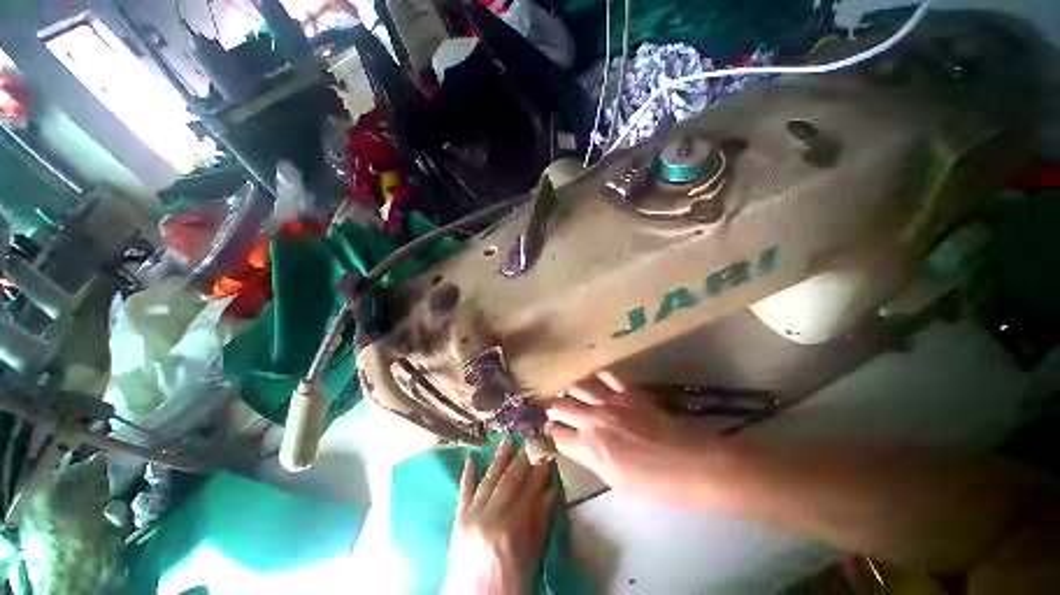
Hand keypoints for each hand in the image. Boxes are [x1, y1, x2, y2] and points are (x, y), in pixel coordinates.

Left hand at [442, 437, 555, 594]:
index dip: (539, 471)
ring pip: (489, 480)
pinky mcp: (458, 520)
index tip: (546, 454)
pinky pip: (463, 493)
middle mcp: (490, 517)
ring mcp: (471, 516)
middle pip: (509, 481)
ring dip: (498, 458)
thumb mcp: (531, 560)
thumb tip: (551, 491)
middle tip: (530, 440)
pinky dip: (467, 475)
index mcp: (511, 529)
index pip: (529, 491)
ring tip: (507, 439)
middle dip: (522, 459)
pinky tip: (471, 458)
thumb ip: (540, 523)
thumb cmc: (508, 587)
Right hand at [545, 371, 712, 505]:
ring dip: (571, 391)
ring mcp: (610, 401)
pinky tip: (596, 380)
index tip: (552, 430)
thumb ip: (590, 458)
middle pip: (562, 406)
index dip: (552, 432)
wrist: (687, 463)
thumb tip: (577, 445)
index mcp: (588, 447)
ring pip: (579, 387)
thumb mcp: (613, 480)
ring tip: (571, 393)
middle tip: (556, 410)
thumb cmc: (651, 483)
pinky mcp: (627, 391)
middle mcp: (593, 419)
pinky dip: (598, 376)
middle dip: (554, 408)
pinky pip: (607, 375)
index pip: (558, 434)